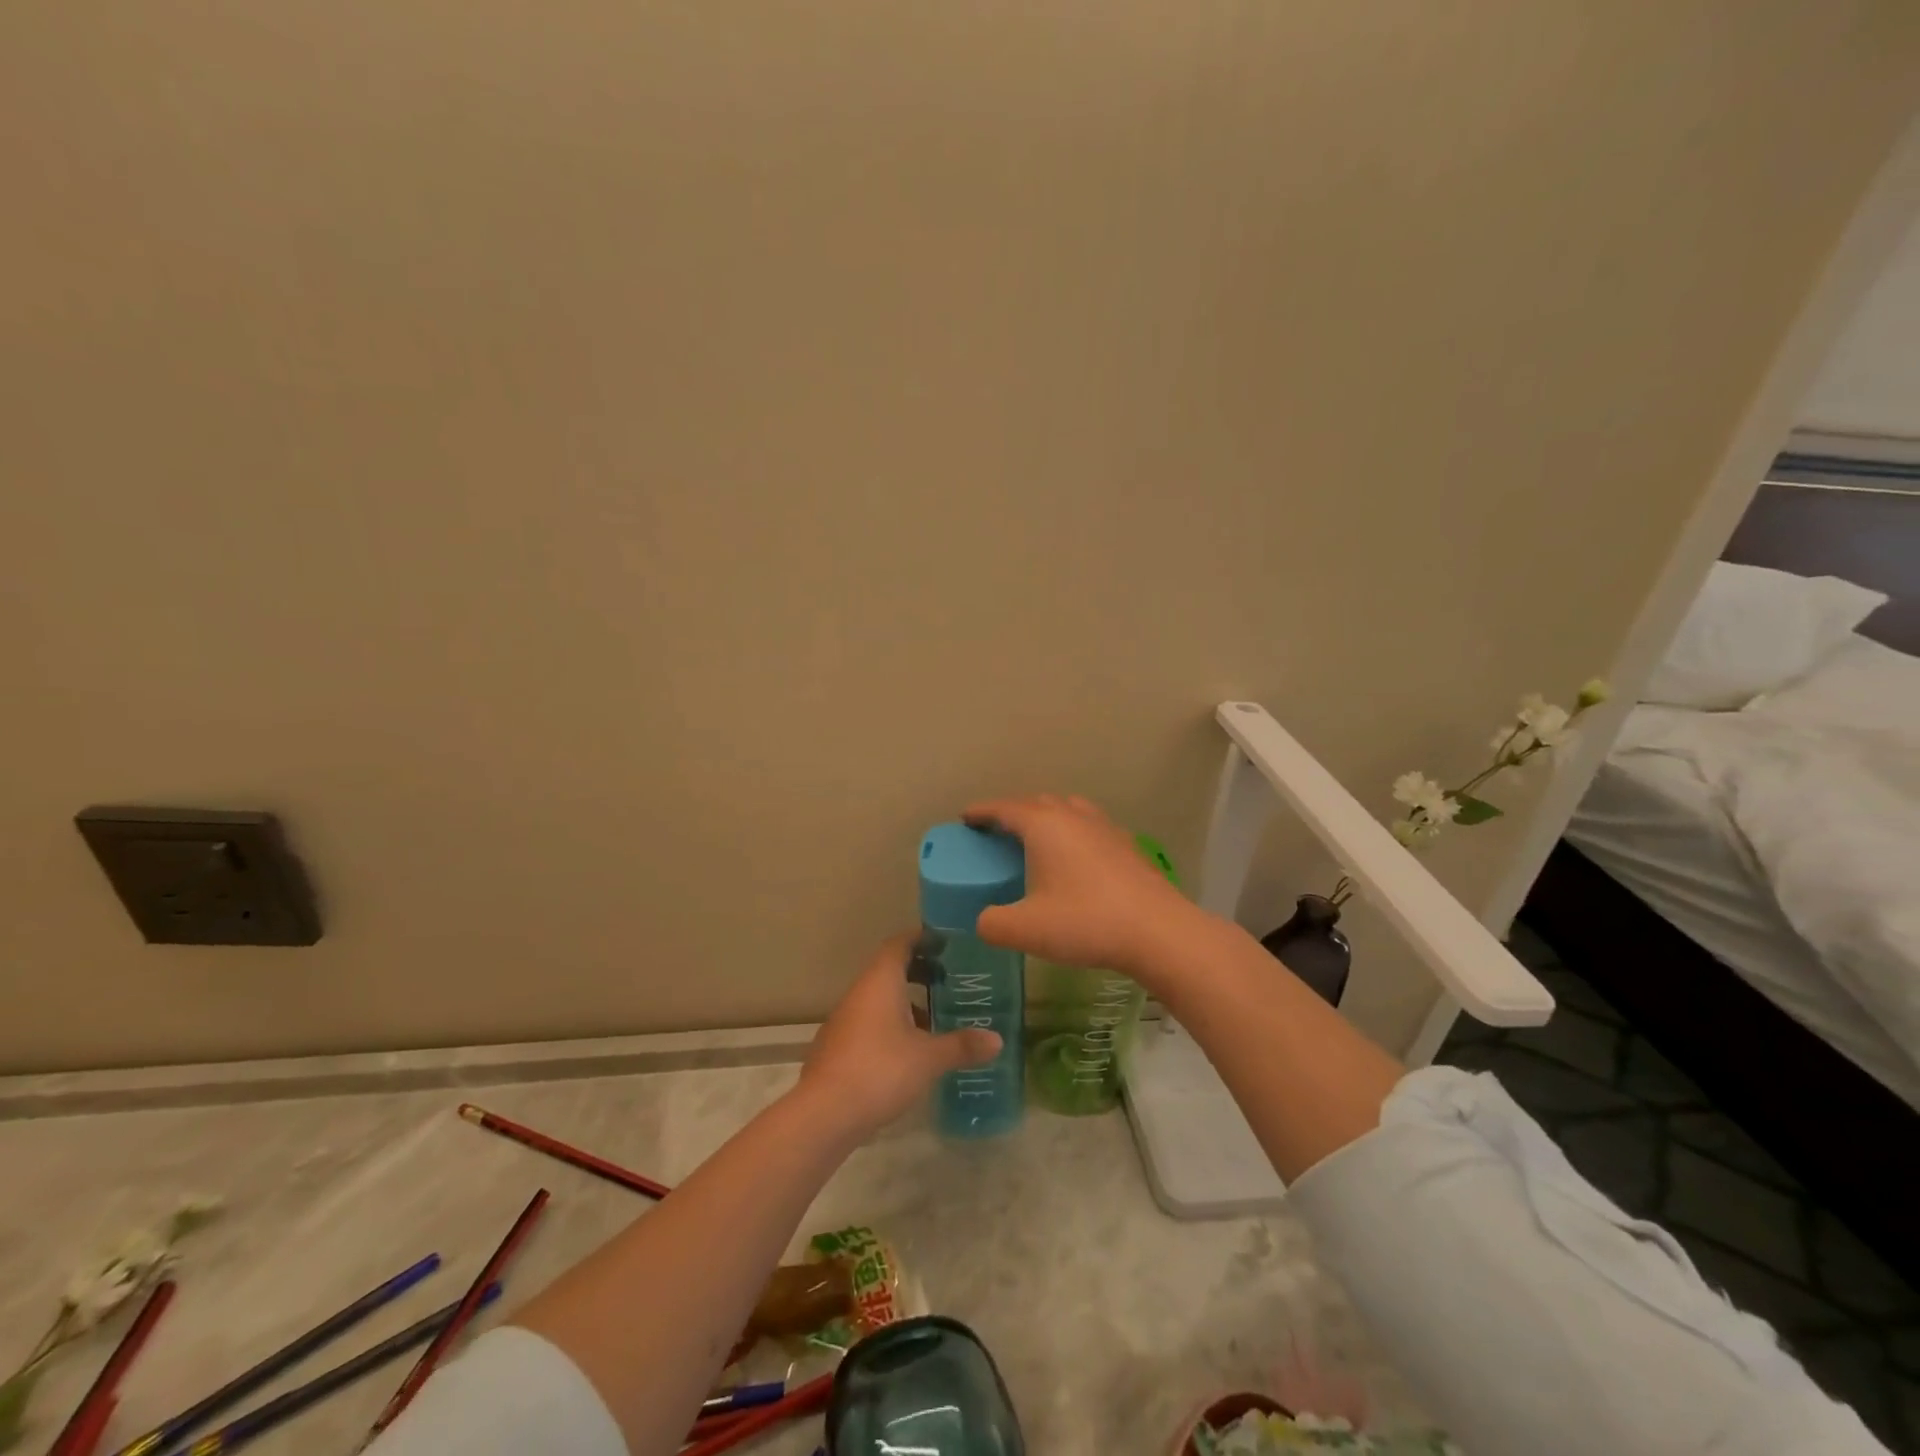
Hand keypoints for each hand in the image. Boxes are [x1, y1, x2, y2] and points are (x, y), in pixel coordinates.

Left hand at [797, 935, 1000, 1138]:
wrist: (824, 1114)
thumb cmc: (880, 1070)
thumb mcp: (928, 1058)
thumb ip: (962, 1045)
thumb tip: (997, 1040)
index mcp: (880, 982)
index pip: (899, 944)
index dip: (921, 938)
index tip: (945, 942)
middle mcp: (859, 993)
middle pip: (889, 969)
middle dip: (918, 971)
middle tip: (949, 980)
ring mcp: (844, 1020)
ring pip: (878, 998)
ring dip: (905, 1002)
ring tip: (935, 1019)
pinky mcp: (837, 1047)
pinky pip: (869, 1022)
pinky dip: (890, 1025)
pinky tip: (909, 1051)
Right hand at [963, 794, 1212, 985]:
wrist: (1158, 931)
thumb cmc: (1085, 922)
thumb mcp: (1026, 930)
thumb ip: (992, 924)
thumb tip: (983, 921)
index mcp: (1044, 826)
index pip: (1004, 808)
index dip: (982, 811)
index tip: (966, 818)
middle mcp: (1073, 817)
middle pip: (1037, 802)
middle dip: (1013, 811)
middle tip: (997, 831)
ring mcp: (1104, 827)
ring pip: (1067, 809)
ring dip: (1046, 817)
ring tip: (1036, 838)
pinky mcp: (1126, 845)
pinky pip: (1089, 826)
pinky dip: (1072, 832)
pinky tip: (1075, 858)